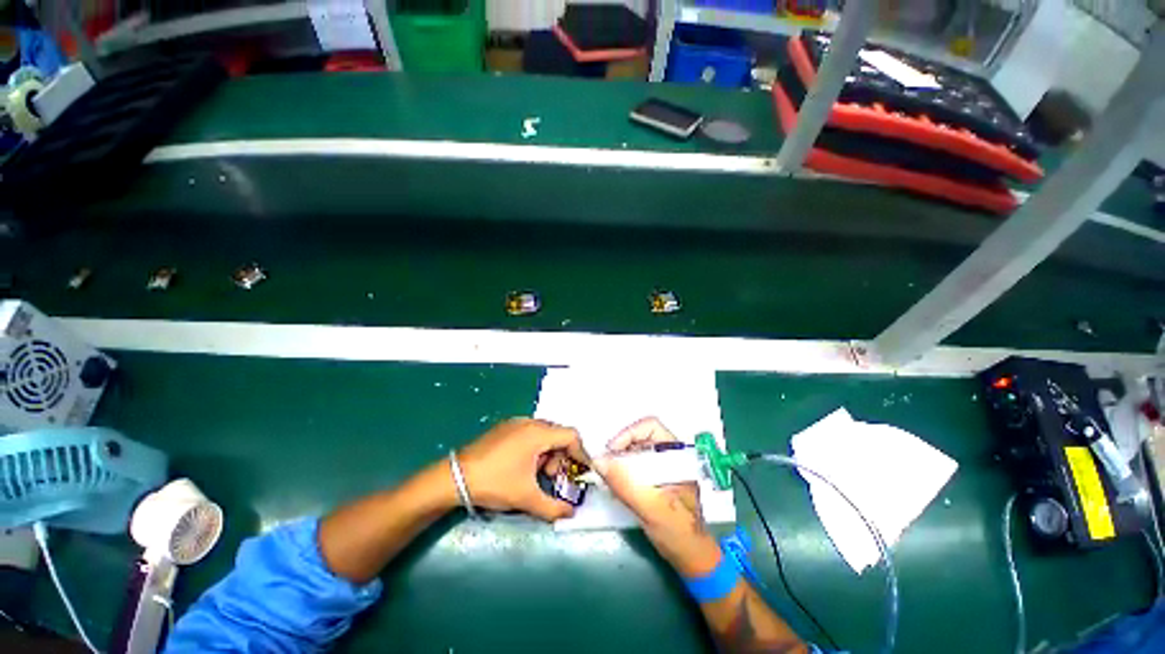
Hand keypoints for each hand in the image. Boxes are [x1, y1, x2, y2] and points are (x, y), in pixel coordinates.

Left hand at [458, 418, 588, 521]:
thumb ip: (553, 507)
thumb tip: (571, 514)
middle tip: (552, 477)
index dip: (581, 453)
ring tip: (536, 474)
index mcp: (538, 432)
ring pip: (543, 433)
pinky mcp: (504, 428)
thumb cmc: (495, 483)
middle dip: (561, 456)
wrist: (453, 477)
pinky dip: (534, 448)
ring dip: (547, 453)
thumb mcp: (526, 497)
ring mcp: (515, 423)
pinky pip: (529, 433)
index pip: (571, 435)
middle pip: (558, 434)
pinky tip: (522, 466)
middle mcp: (529, 422)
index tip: (581, 471)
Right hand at [593, 417, 721, 575]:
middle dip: (620, 448)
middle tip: (605, 465)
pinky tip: (615, 484)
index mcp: (678, 455)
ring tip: (608, 476)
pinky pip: (635, 465)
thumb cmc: (678, 532)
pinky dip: (622, 470)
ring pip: (636, 450)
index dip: (629, 434)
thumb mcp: (651, 508)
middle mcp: (671, 455)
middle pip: (640, 437)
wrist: (692, 558)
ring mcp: (663, 467)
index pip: (650, 427)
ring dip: (619, 460)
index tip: (611, 452)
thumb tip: (598, 461)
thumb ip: (625, 484)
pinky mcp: (656, 478)